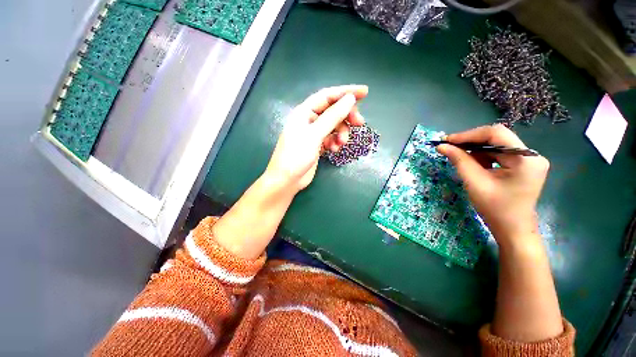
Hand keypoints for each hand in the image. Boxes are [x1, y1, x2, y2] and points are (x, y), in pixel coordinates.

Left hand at [264, 85, 367, 191]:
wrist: (287, 180)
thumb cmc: (296, 155)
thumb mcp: (314, 135)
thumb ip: (332, 117)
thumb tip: (349, 99)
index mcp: (304, 112)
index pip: (328, 96)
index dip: (346, 92)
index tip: (364, 92)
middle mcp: (309, 120)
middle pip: (333, 111)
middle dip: (346, 116)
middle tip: (360, 123)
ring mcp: (313, 133)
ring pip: (333, 126)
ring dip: (341, 133)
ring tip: (342, 143)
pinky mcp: (317, 145)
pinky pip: (331, 138)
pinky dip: (335, 142)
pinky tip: (334, 150)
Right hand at [436, 124, 548, 244]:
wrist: (513, 229)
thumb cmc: (495, 208)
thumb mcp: (474, 182)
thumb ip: (459, 160)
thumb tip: (441, 146)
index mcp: (525, 159)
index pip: (496, 134)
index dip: (469, 135)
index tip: (447, 140)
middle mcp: (531, 155)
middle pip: (497, 138)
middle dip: (471, 142)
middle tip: (449, 147)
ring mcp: (529, 160)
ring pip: (496, 145)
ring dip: (476, 150)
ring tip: (460, 159)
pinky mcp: (524, 165)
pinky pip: (499, 154)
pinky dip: (483, 157)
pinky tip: (473, 165)